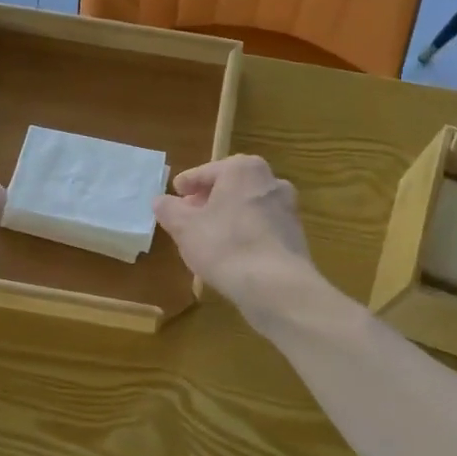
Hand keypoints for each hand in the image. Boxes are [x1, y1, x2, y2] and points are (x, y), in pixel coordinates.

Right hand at [153, 155, 320, 325]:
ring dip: (228, 216)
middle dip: (209, 198)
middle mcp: (270, 180)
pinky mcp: (295, 235)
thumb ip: (169, 210)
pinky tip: (232, 253)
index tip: (175, 193)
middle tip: (189, 214)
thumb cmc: (224, 246)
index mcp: (243, 169)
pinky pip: (262, 227)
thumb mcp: (184, 227)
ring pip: (248, 206)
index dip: (187, 183)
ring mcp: (288, 208)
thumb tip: (161, 201)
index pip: (206, 171)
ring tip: (208, 236)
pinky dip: (245, 233)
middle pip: (231, 186)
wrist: (275, 285)